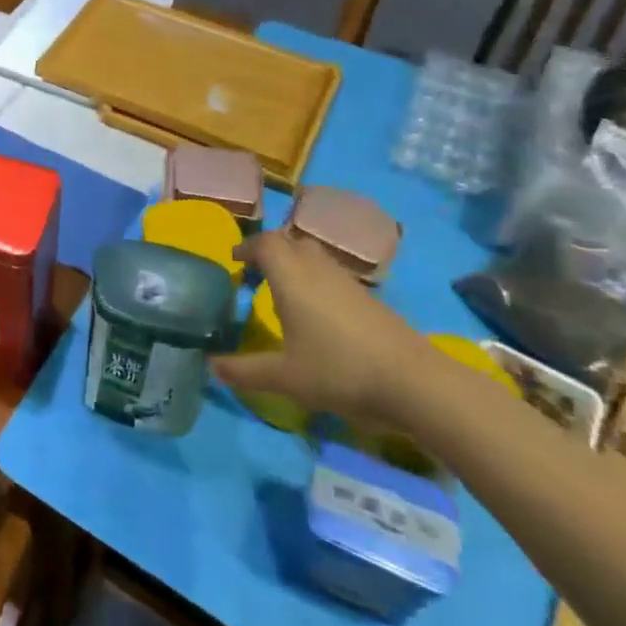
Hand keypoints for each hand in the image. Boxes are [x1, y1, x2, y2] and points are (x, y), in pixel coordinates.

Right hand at [212, 230, 435, 423]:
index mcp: (292, 278)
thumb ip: (244, 371)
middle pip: (292, 242)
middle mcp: (318, 271)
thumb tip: (210, 367)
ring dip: (295, 264)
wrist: (415, 383)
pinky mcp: (370, 299)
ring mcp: (348, 283)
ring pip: (315, 256)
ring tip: (282, 290)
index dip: (247, 246)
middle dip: (271, 250)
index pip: (266, 243)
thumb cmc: (339, 371)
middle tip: (256, 272)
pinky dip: (316, 280)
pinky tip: (317, 312)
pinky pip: (333, 275)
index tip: (234, 261)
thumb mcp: (284, 377)